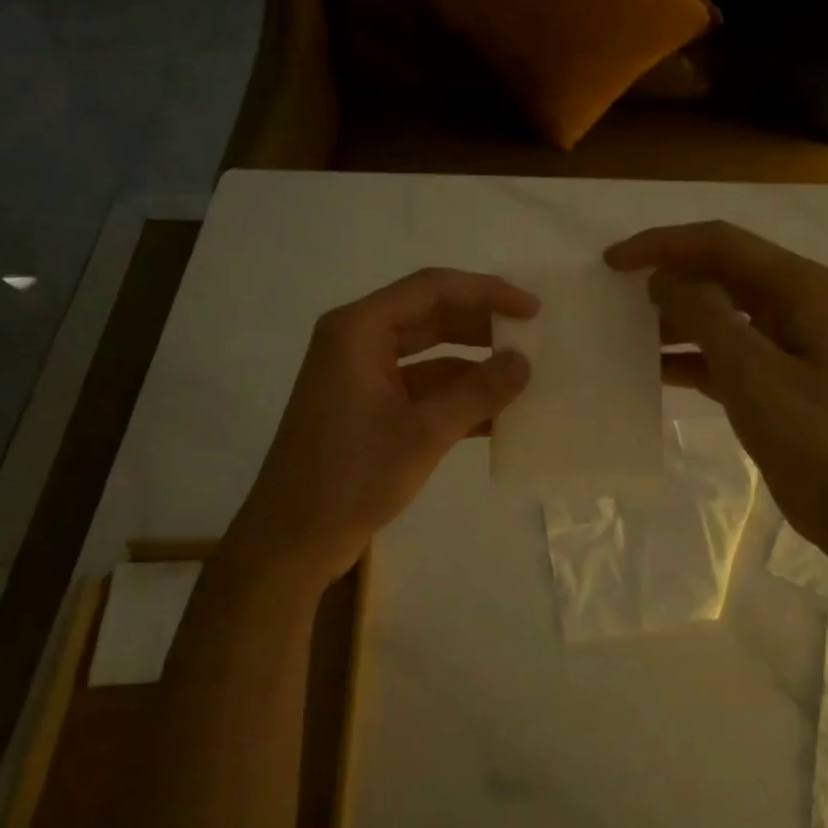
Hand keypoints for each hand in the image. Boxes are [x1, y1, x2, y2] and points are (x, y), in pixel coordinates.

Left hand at [229, 268, 537, 585]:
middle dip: (482, 327)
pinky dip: (455, 397)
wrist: (293, 539)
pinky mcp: (368, 408)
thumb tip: (524, 362)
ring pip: (429, 355)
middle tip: (534, 338)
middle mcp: (357, 341)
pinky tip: (498, 415)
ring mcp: (361, 376)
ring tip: (525, 377)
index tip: (532, 310)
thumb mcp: (423, 433)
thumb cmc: (352, 477)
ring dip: (473, 366)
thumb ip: (478, 392)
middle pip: (431, 316)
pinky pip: (420, 388)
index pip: (432, 288)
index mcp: (359, 330)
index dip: (487, 292)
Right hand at [605, 221, 827, 551]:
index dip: (662, 245)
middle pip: (717, 272)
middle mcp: (791, 302)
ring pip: (715, 313)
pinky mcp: (769, 378)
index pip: (719, 243)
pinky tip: (648, 369)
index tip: (612, 262)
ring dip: (671, 318)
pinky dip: (685, 356)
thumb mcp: (751, 370)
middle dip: (666, 276)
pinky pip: (718, 353)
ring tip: (622, 330)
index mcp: (797, 286)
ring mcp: (781, 341)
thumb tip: (664, 279)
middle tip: (612, 292)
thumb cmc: (811, 434)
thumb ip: (704, 315)